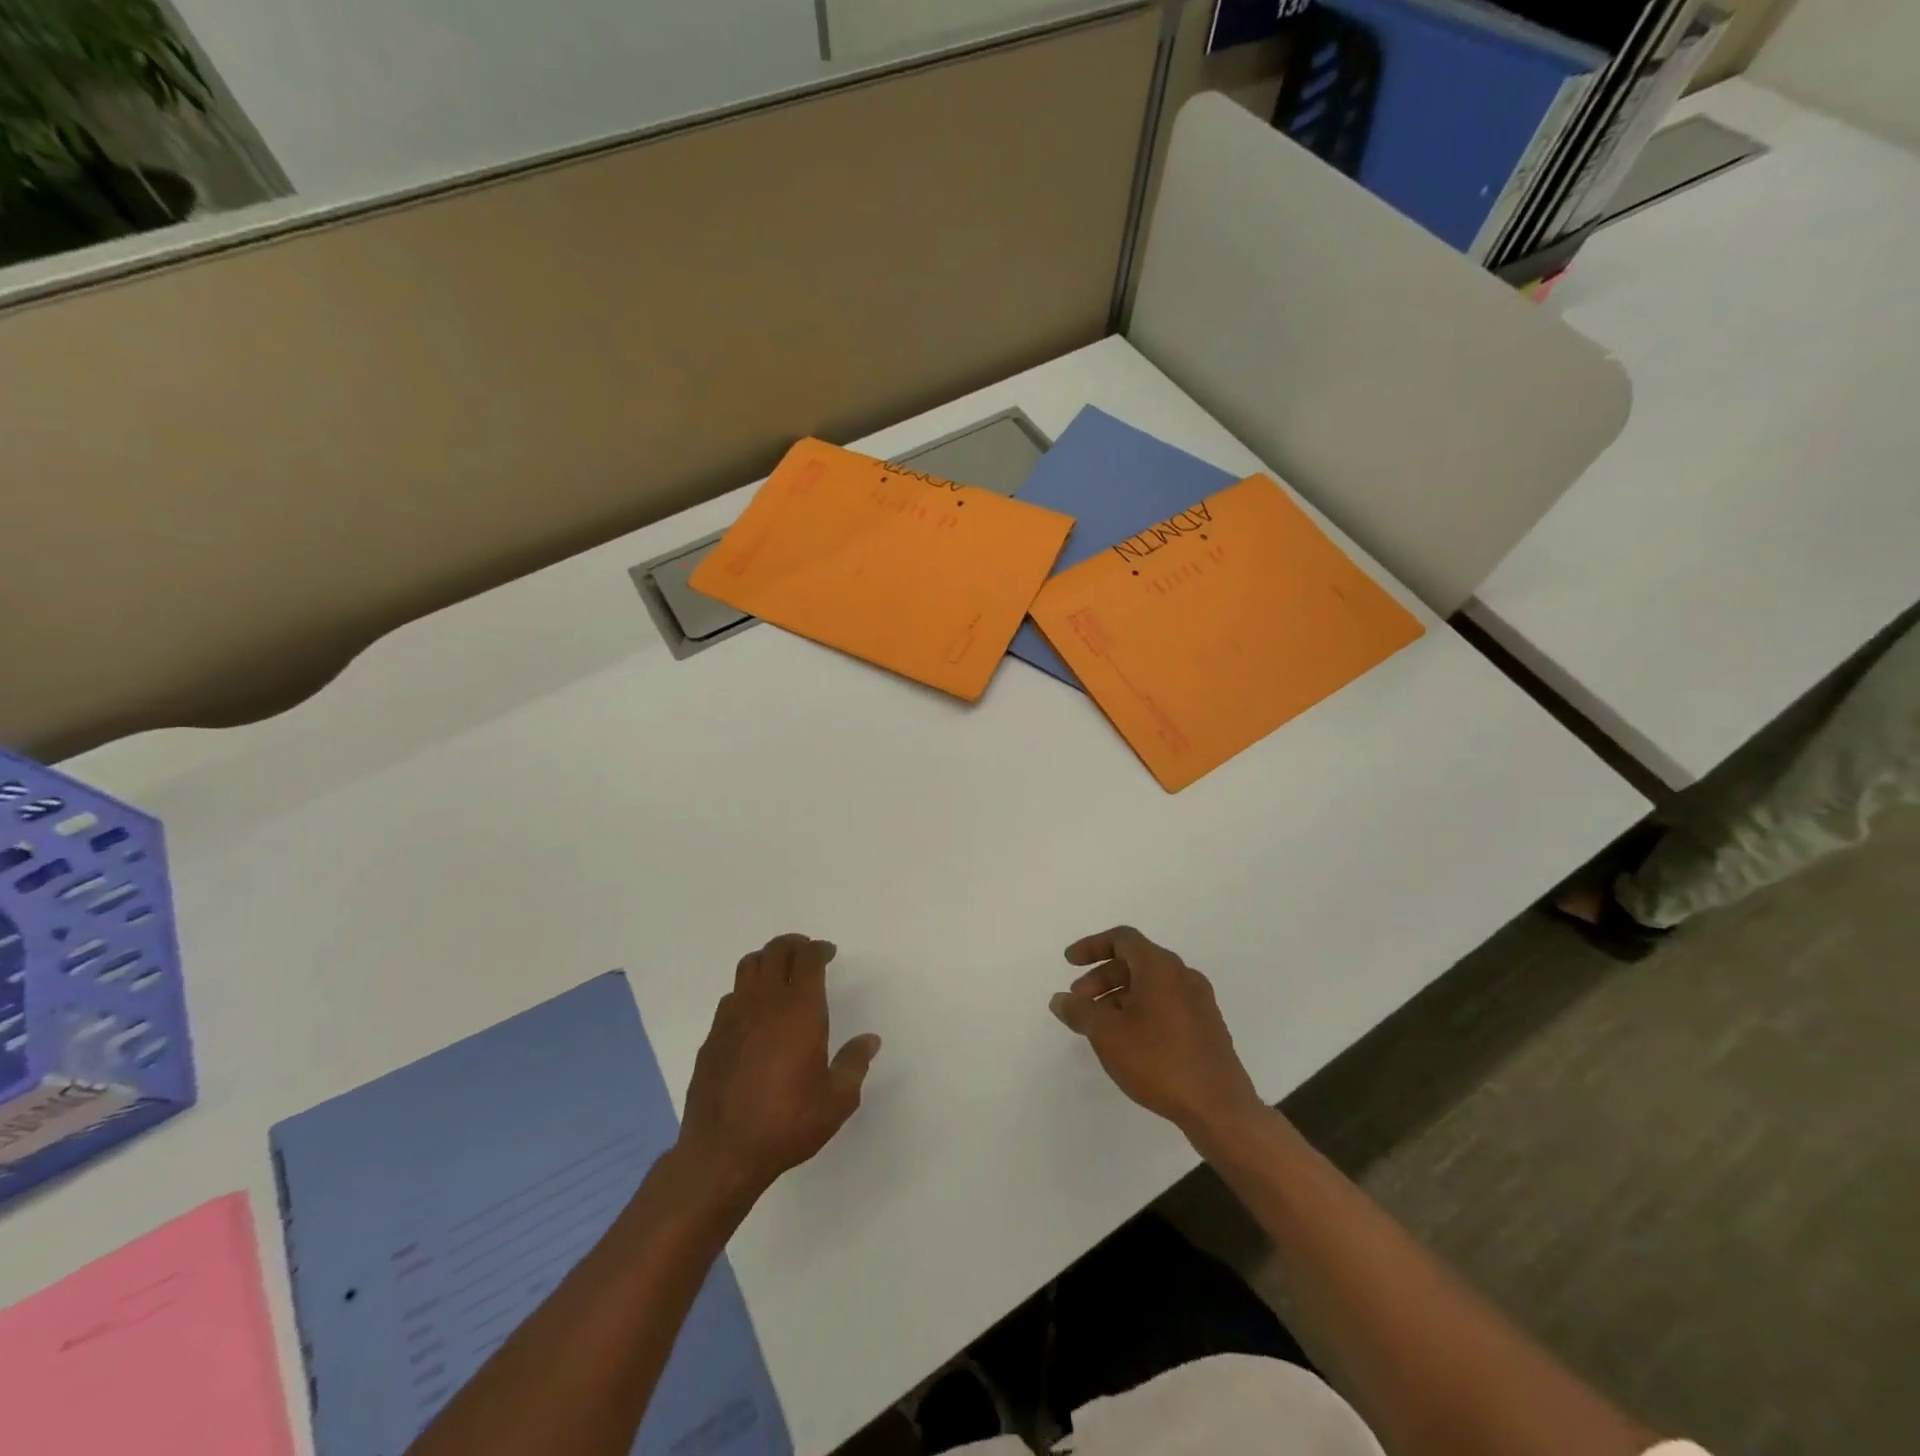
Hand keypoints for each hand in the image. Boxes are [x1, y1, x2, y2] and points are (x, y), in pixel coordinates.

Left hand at [678, 934, 880, 1199]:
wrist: (722, 1153)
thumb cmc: (787, 1122)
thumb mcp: (837, 1100)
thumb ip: (855, 1064)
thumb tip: (870, 1040)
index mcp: (799, 1009)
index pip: (808, 959)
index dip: (819, 949)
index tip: (828, 953)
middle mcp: (765, 1002)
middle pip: (775, 952)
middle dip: (793, 945)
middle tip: (806, 954)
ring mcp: (733, 1017)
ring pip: (748, 966)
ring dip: (767, 960)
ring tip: (779, 973)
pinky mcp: (712, 1037)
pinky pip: (731, 997)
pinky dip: (747, 991)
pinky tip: (754, 1013)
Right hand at [1051, 927, 1264, 1140]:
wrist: (1219, 1107)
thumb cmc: (1158, 1060)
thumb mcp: (1107, 1034)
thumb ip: (1080, 1011)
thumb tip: (1060, 999)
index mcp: (1160, 966)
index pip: (1122, 939)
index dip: (1091, 946)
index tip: (1069, 962)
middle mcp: (1183, 975)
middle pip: (1135, 962)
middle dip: (1102, 977)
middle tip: (1080, 1001)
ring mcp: (1199, 1001)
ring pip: (1151, 985)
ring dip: (1120, 996)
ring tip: (1099, 1025)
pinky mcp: (1207, 1026)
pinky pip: (1166, 1004)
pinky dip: (1141, 1010)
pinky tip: (1129, 1040)